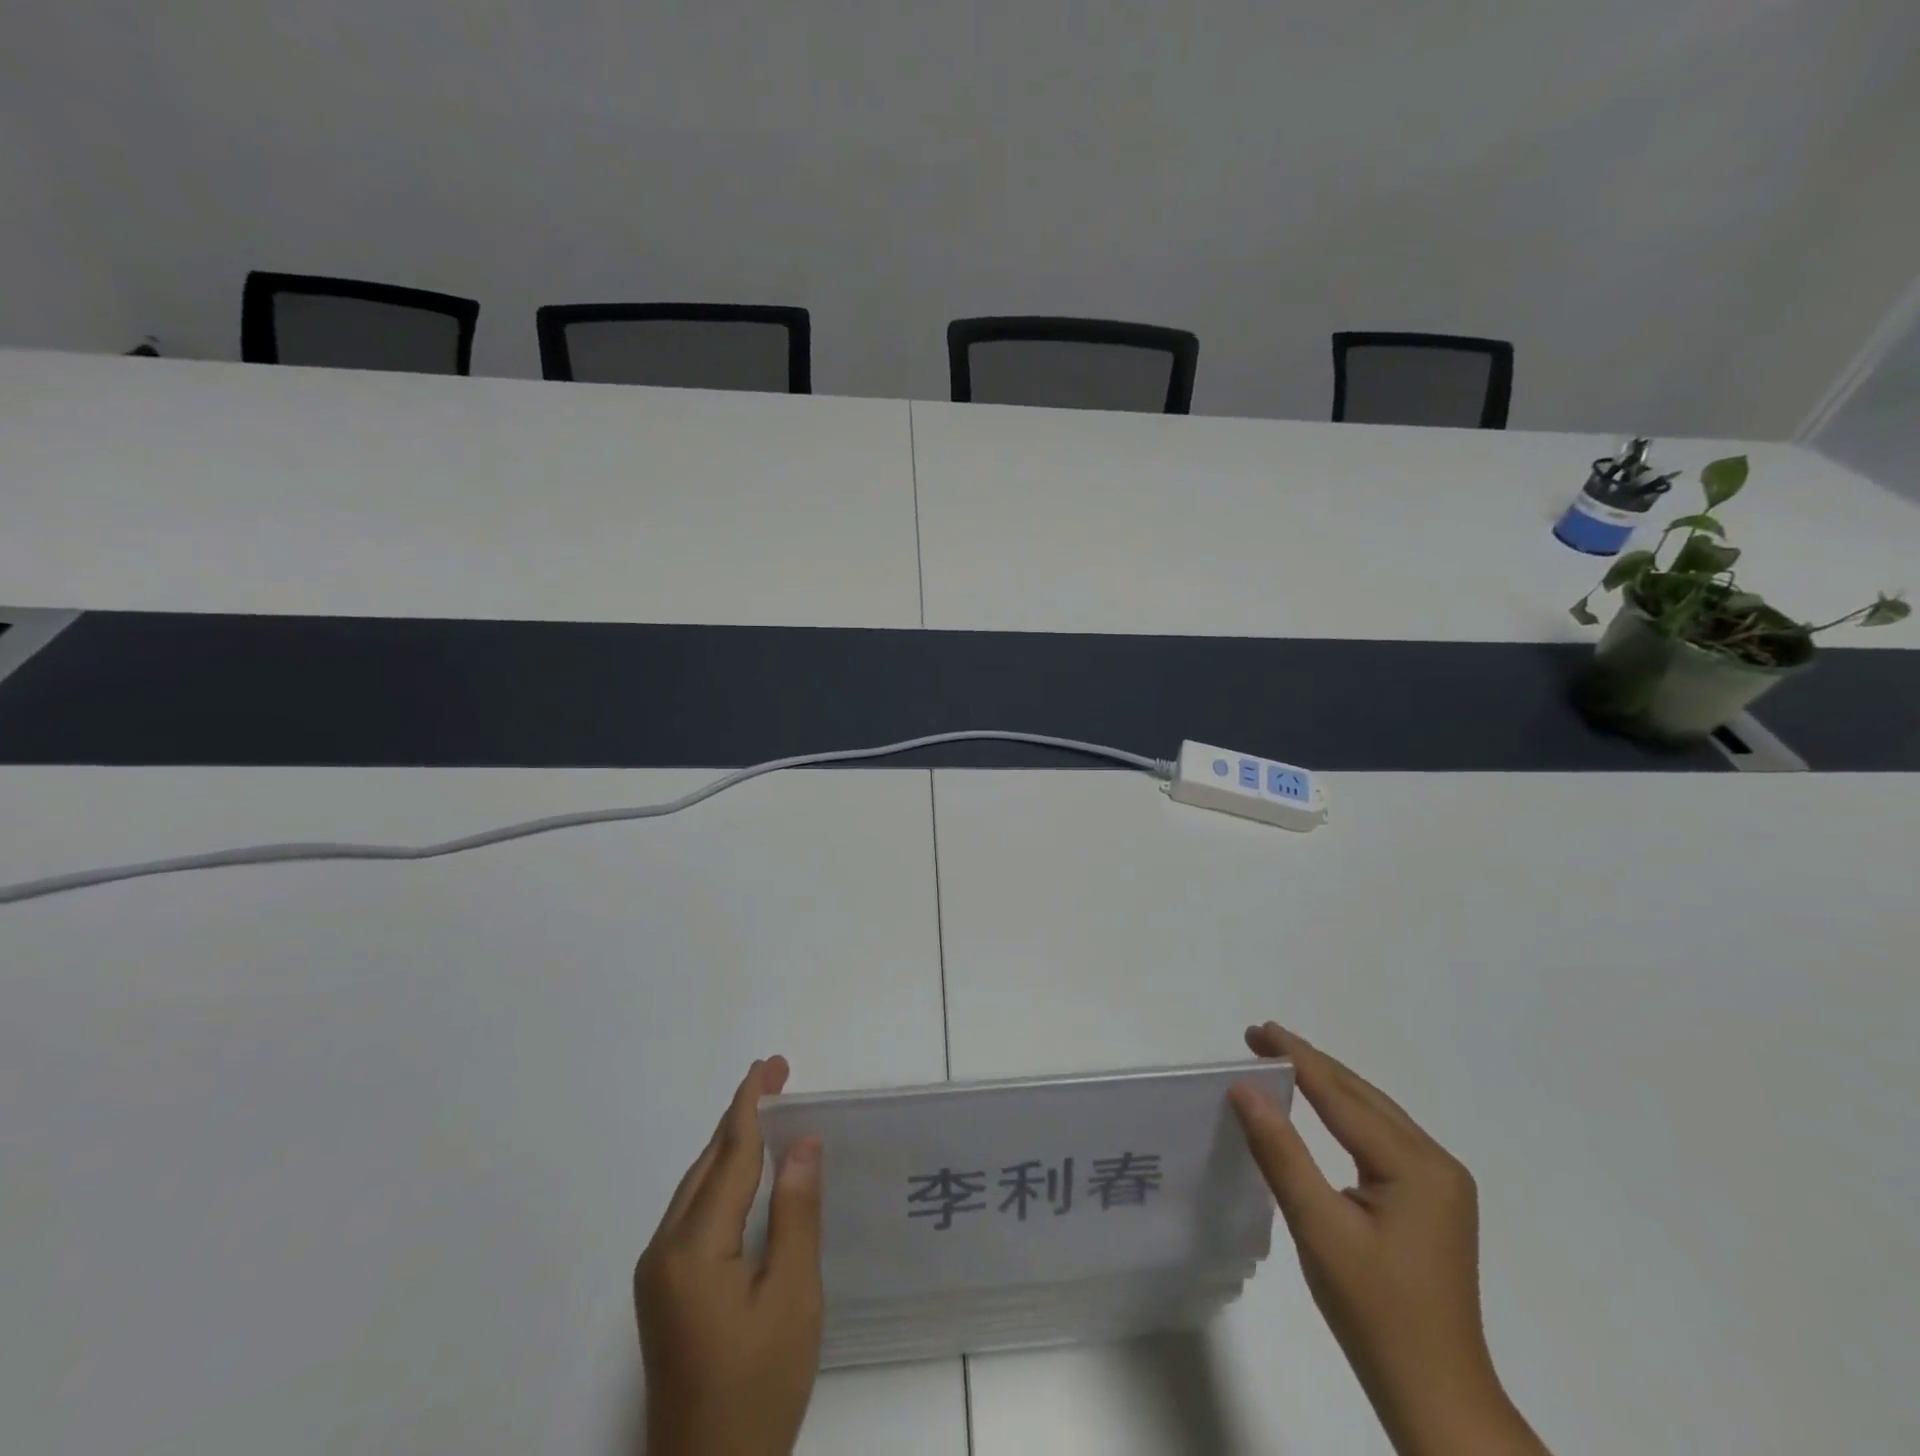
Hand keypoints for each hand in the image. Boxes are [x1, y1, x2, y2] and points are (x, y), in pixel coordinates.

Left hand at [635, 1056, 823, 1455]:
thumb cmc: (759, 1389)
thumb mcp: (793, 1298)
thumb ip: (796, 1213)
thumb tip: (802, 1142)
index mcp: (693, 1249)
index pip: (729, 1156)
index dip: (751, 1106)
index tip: (769, 1065)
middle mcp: (663, 1251)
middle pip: (707, 1165)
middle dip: (741, 1117)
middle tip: (777, 1077)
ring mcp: (656, 1274)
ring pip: (696, 1187)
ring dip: (730, 1146)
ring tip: (765, 1112)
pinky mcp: (662, 1292)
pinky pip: (693, 1212)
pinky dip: (721, 1179)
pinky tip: (742, 1174)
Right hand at [1230, 1023, 1548, 1455]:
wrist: (1436, 1397)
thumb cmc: (1374, 1312)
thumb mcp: (1319, 1228)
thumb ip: (1281, 1152)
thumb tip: (1244, 1088)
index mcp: (1416, 1166)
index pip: (1341, 1095)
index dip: (1295, 1058)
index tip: (1255, 1030)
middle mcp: (1436, 1162)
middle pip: (1362, 1096)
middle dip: (1310, 1063)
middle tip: (1259, 1038)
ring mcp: (1441, 1183)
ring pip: (1374, 1114)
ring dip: (1327, 1085)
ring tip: (1281, 1062)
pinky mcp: (1433, 1202)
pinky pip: (1382, 1137)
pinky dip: (1344, 1114)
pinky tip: (1321, 1110)